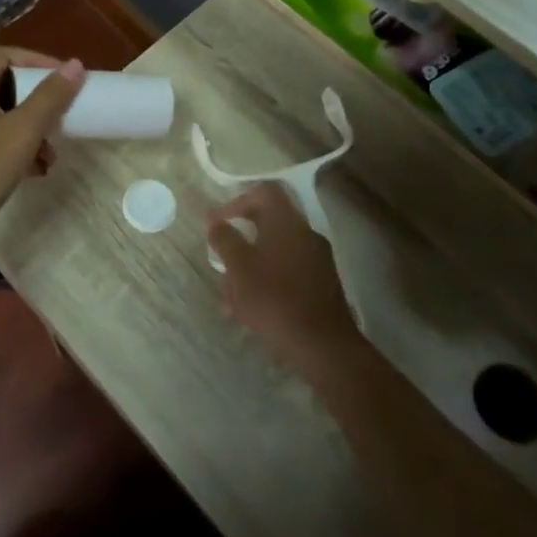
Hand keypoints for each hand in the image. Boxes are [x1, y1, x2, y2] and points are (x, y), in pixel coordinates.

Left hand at [0, 47, 84, 251]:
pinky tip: (32, 173)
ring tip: (50, 155)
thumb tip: (75, 64)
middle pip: (4, 86)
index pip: (4, 54)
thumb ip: (50, 97)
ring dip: (29, 130)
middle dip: (37, 101)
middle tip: (61, 116)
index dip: (36, 59)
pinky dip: (13, 148)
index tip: (63, 77)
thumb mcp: (24, 131)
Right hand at [206, 183, 361, 376]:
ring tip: (231, 295)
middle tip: (222, 259)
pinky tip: (251, 310)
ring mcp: (318, 259)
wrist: (323, 344)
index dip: (238, 201)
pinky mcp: (322, 285)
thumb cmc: (274, 297)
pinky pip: (288, 272)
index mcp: (286, 221)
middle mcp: (306, 233)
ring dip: (252, 266)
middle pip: (269, 223)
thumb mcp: (238, 266)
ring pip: (276, 252)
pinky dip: (268, 282)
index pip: (264, 192)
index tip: (220, 222)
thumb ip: (224, 238)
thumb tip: (213, 218)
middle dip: (242, 239)